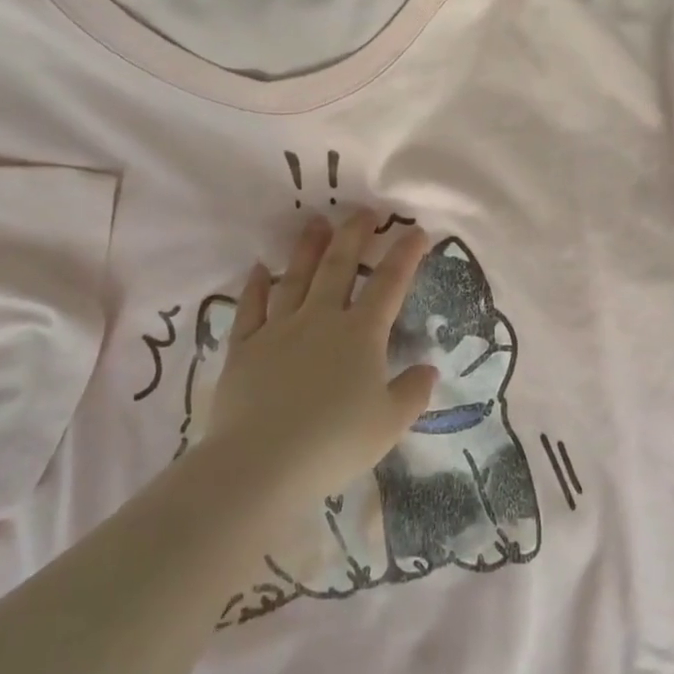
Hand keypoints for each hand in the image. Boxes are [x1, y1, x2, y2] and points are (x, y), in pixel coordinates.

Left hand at [207, 209, 438, 504]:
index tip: (416, 230)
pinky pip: (251, 307)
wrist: (262, 463)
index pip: (389, 284)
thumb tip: (429, 369)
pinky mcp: (245, 347)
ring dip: (307, 248)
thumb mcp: (389, 424)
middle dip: (354, 235)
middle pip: (339, 266)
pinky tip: (259, 268)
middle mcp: (320, 318)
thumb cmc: (334, 443)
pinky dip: (255, 286)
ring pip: (295, 277)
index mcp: (361, 334)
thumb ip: (412, 393)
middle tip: (363, 211)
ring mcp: (279, 329)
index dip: (405, 254)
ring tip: (315, 222)